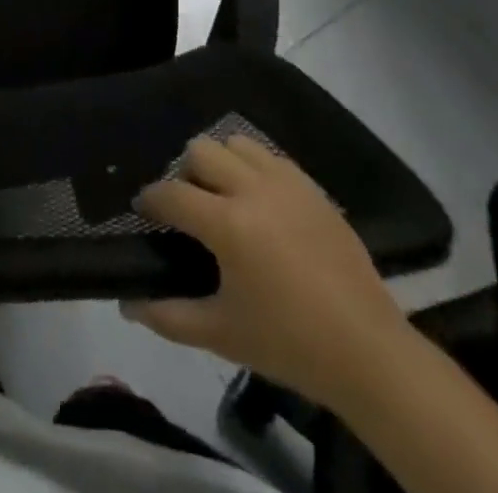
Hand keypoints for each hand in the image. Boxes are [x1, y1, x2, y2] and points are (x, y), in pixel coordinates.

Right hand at [123, 136, 409, 410]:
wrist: (370, 354)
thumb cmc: (290, 345)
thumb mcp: (222, 335)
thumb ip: (168, 316)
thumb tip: (127, 305)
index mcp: (228, 224)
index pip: (171, 193)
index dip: (150, 200)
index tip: (144, 211)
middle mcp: (253, 190)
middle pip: (200, 151)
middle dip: (185, 174)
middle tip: (190, 207)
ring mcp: (287, 184)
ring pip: (236, 143)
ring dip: (221, 163)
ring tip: (225, 197)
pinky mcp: (312, 188)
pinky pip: (270, 156)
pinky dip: (254, 168)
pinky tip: (259, 201)